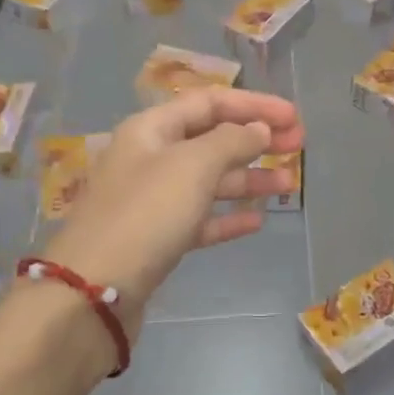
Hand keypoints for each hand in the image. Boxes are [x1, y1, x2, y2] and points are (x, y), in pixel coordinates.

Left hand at [41, 88, 303, 342]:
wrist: (94, 291)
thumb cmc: (146, 214)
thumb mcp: (192, 166)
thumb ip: (231, 141)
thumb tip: (258, 129)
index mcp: (151, 130)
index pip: (210, 103)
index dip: (254, 105)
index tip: (294, 117)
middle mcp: (150, 158)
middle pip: (212, 140)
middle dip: (256, 140)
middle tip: (299, 145)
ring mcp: (153, 201)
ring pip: (209, 182)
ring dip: (250, 179)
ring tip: (289, 184)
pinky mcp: (157, 239)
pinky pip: (200, 219)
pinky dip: (228, 217)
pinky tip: (257, 221)